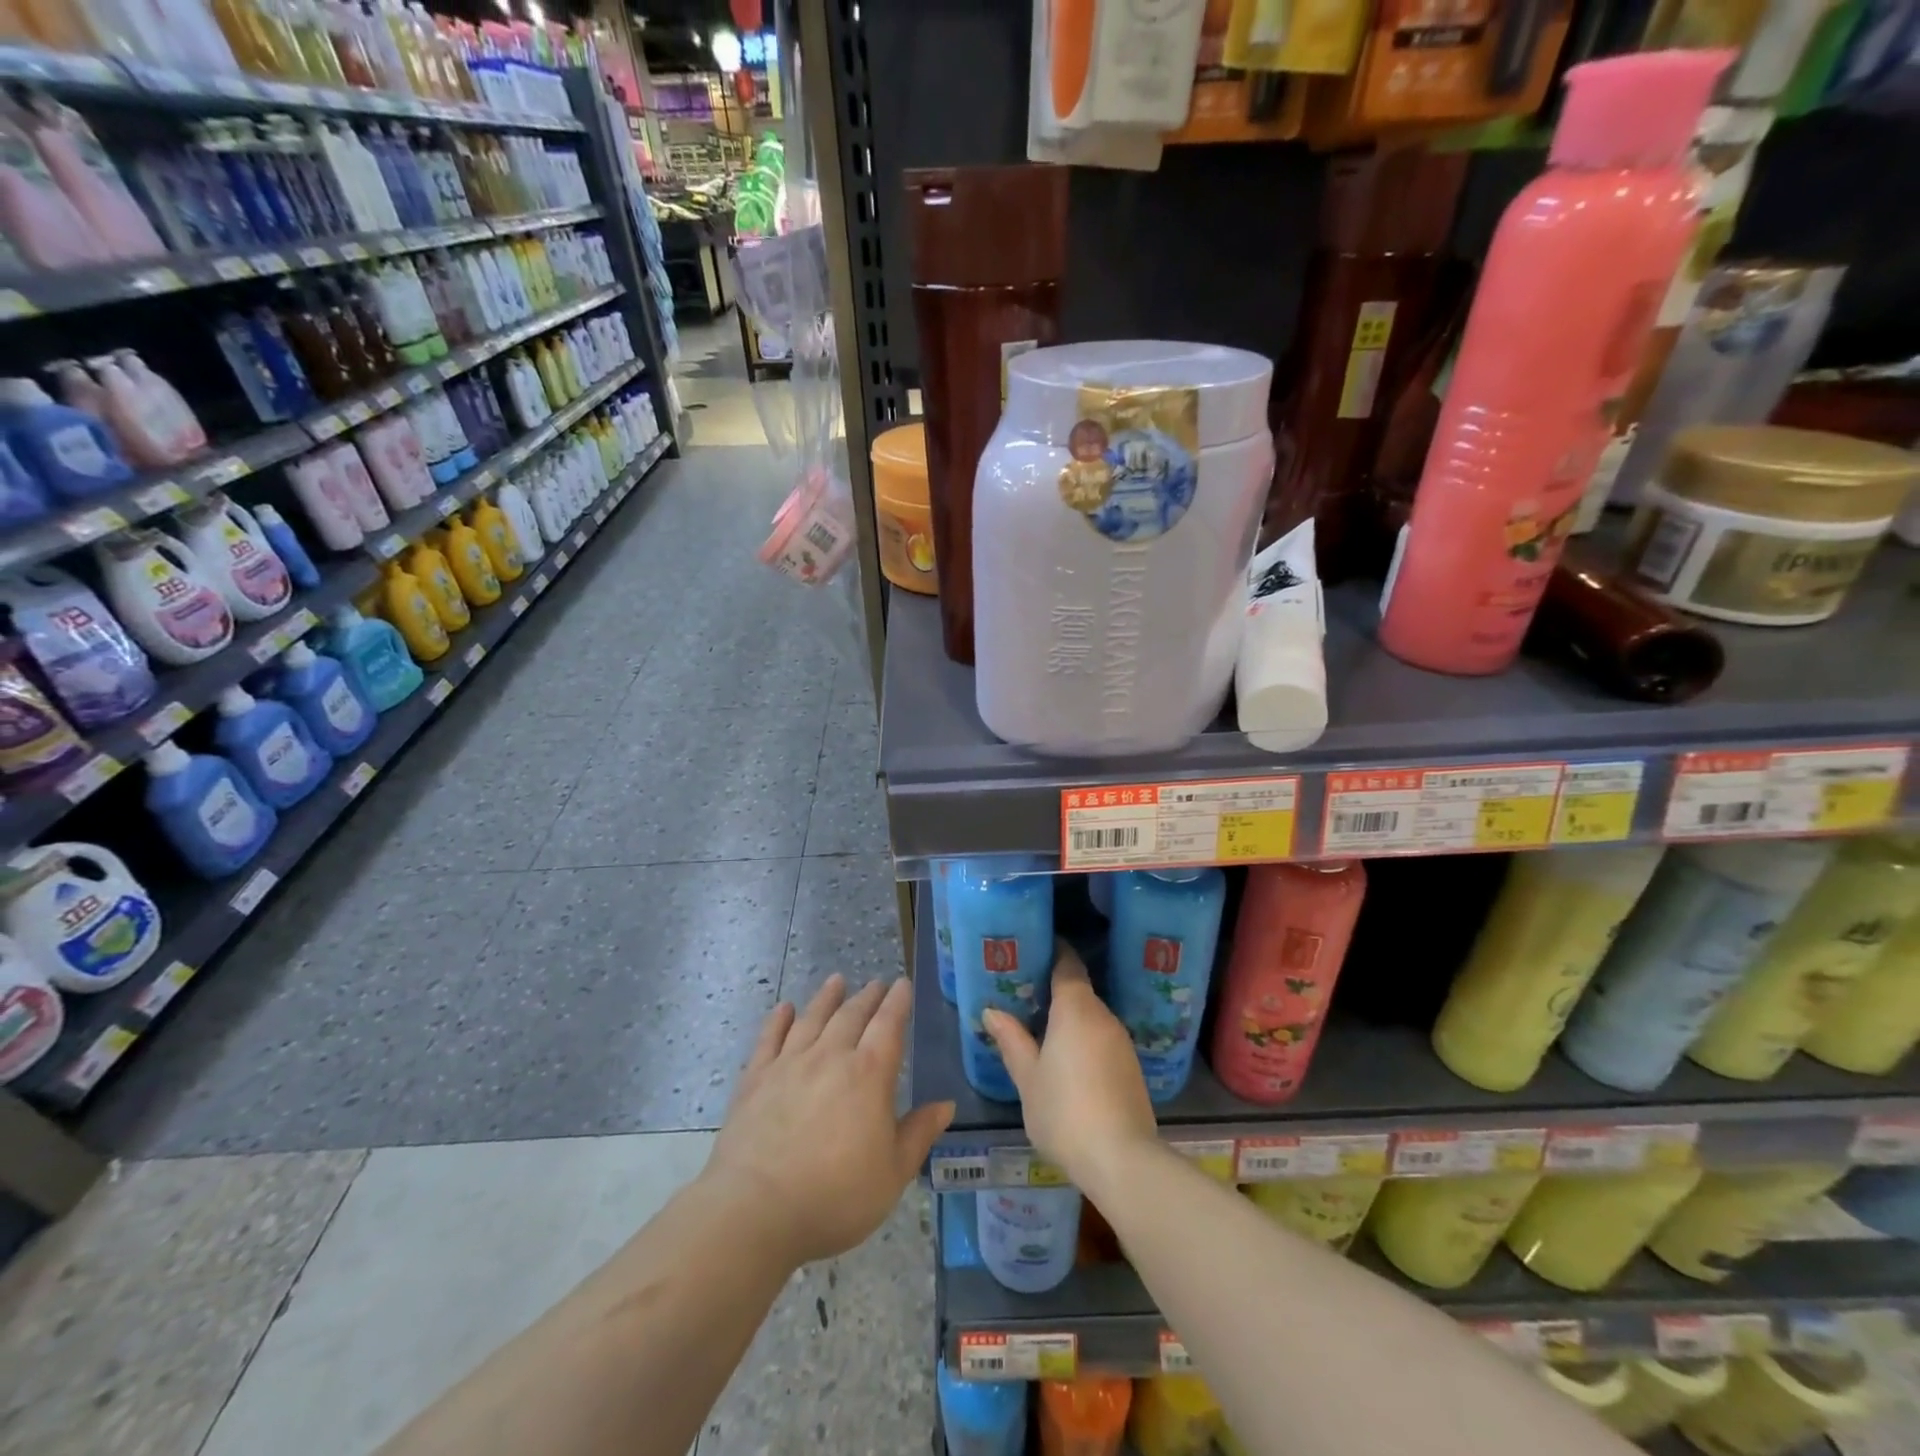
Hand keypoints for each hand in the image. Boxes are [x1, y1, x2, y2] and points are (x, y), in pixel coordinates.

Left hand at [705, 974, 953, 1268]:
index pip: (888, 1025)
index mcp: (869, 1074)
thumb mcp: (893, 1174)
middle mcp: (831, 1056)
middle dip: (867, 997)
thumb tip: (946, 1104)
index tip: (903, 984)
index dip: (898, 1002)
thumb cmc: (835, 1197)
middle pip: (852, 1015)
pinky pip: (770, 1038)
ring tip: (836, 981)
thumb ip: (919, 1133)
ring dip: (827, 997)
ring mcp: (789, 1064)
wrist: (756, 1210)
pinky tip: (785, 1008)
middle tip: (876, 983)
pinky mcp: (755, 1078)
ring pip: (812, 1018)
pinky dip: (779, 1019)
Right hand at [982, 942, 1157, 1192]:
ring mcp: (1122, 1042)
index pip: (1067, 965)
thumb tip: (992, 1011)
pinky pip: (1103, 1041)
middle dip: (1055, 991)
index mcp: (1076, 1008)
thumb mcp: (1028, 1078)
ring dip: (1071, 1020)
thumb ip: (1012, 1040)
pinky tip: (1069, 1062)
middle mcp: (1103, 1016)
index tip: (1035, 949)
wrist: (1121, 1159)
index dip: (1053, 952)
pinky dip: (1085, 1042)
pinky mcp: (1132, 1068)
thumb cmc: (1064, 1111)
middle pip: (1079, 991)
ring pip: (1092, 1018)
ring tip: (1042, 1031)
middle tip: (1026, 996)